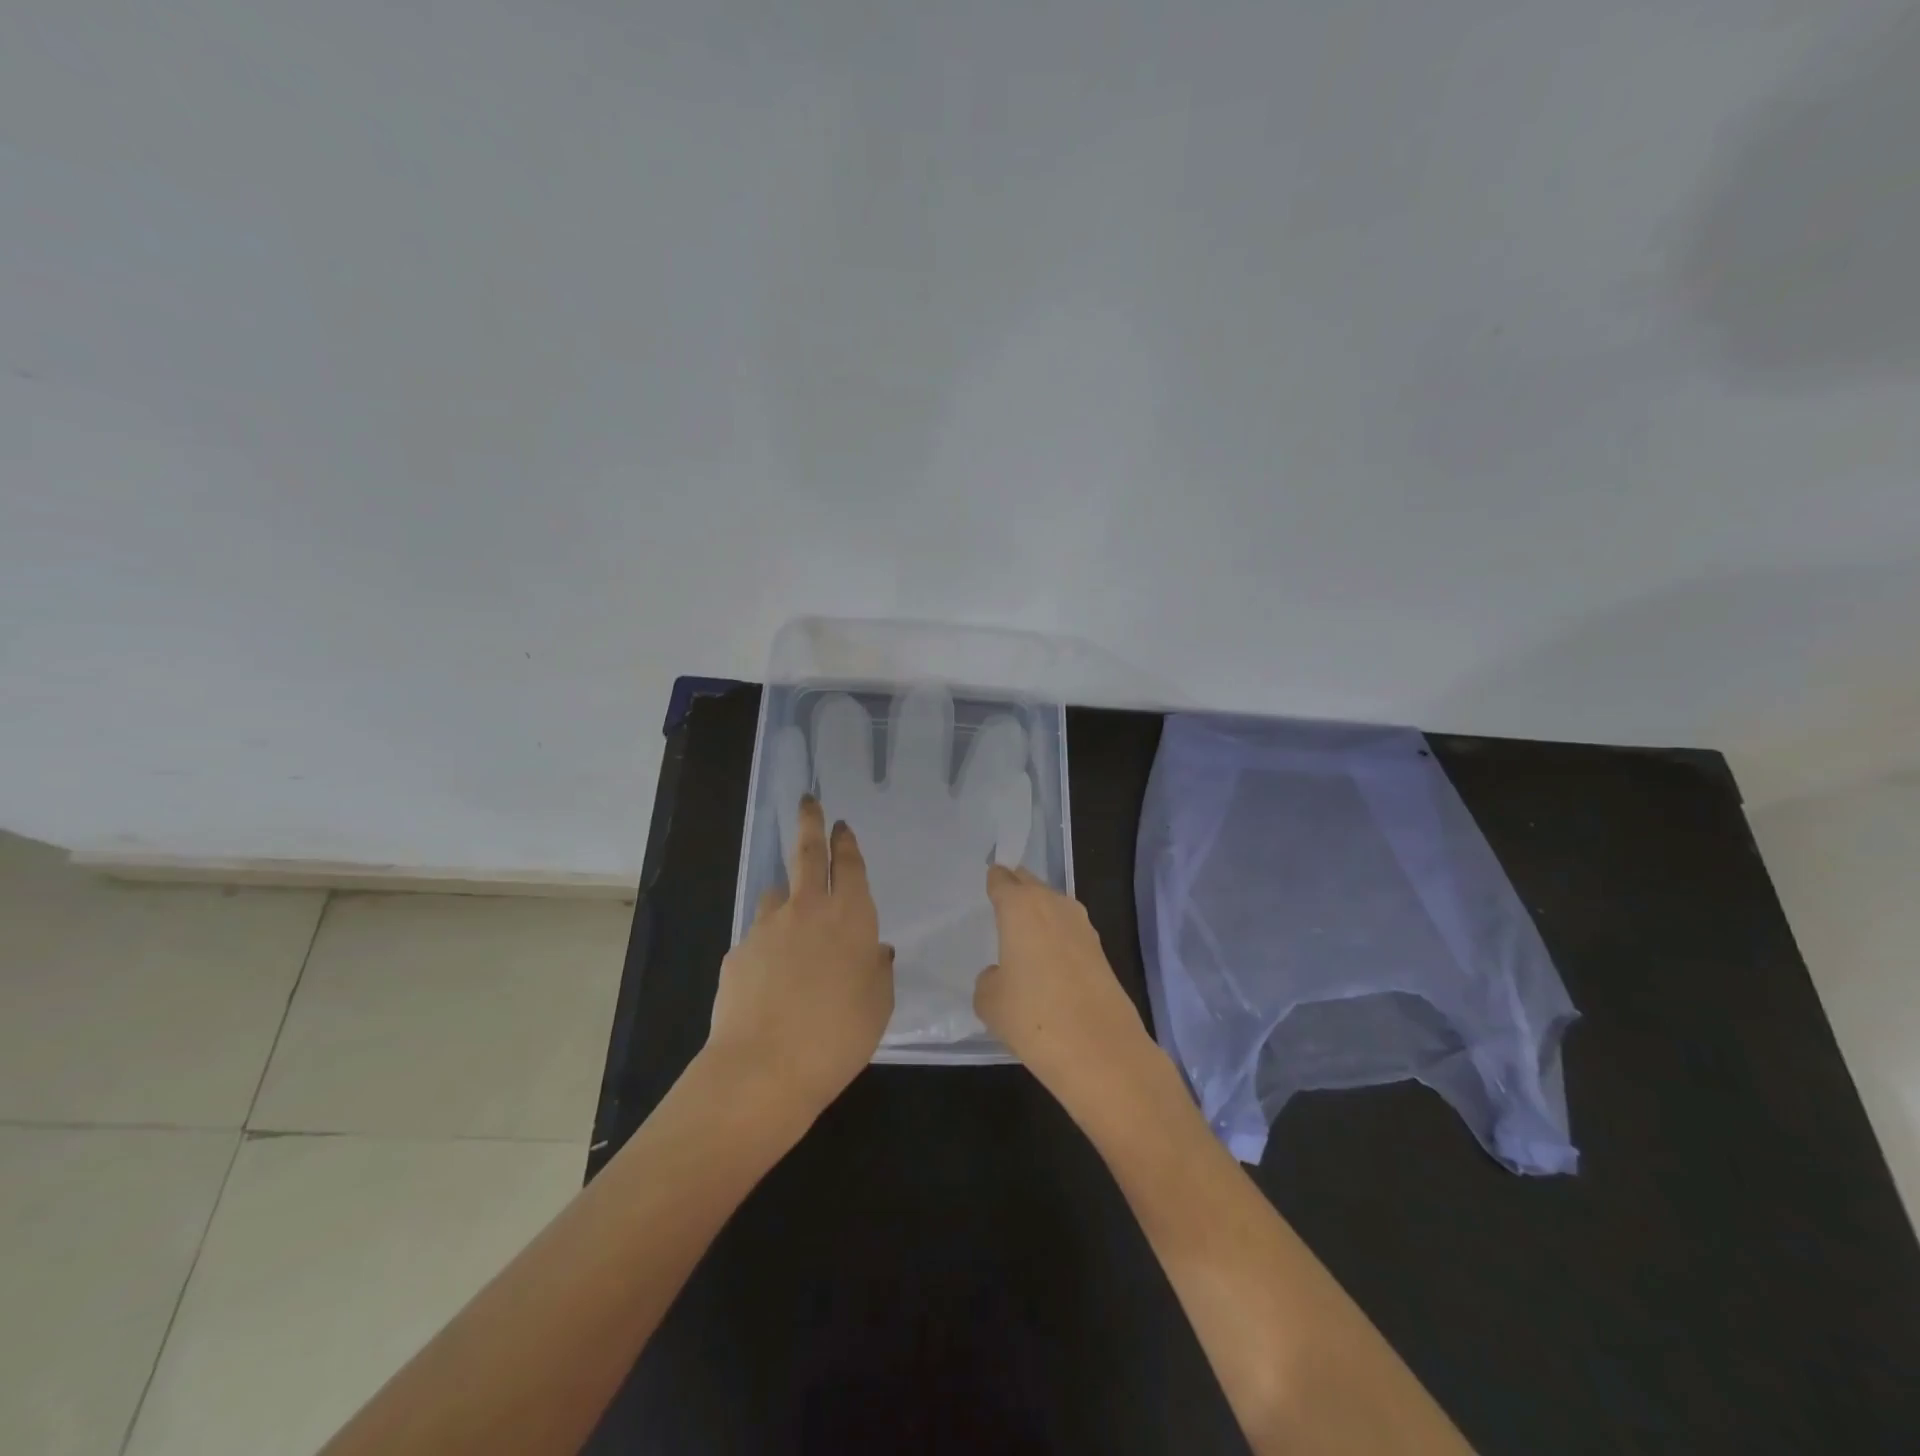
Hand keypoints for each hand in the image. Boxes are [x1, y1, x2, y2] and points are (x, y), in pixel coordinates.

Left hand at [706, 796, 893, 1117]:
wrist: (764, 1068)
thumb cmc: (838, 1035)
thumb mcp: (878, 1005)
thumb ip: (878, 970)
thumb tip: (876, 950)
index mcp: (850, 916)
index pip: (848, 865)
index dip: (845, 842)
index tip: (841, 824)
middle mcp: (807, 909)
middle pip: (806, 852)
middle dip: (810, 823)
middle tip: (808, 802)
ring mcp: (767, 927)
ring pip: (777, 895)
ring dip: (787, 897)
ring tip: (792, 923)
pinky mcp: (738, 952)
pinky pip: (758, 938)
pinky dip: (768, 946)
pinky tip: (771, 981)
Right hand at [974, 865, 1154, 1112]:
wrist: (1099, 1050)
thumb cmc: (1032, 1016)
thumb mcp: (989, 1001)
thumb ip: (990, 978)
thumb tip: (1004, 974)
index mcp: (1020, 906)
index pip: (1002, 879)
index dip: (994, 881)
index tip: (987, 885)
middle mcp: (1054, 905)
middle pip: (1031, 885)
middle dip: (1017, 891)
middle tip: (1002, 906)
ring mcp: (1083, 926)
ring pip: (1054, 907)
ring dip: (1040, 916)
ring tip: (1023, 937)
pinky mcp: (1101, 951)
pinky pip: (1069, 933)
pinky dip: (1058, 940)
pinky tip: (1048, 964)